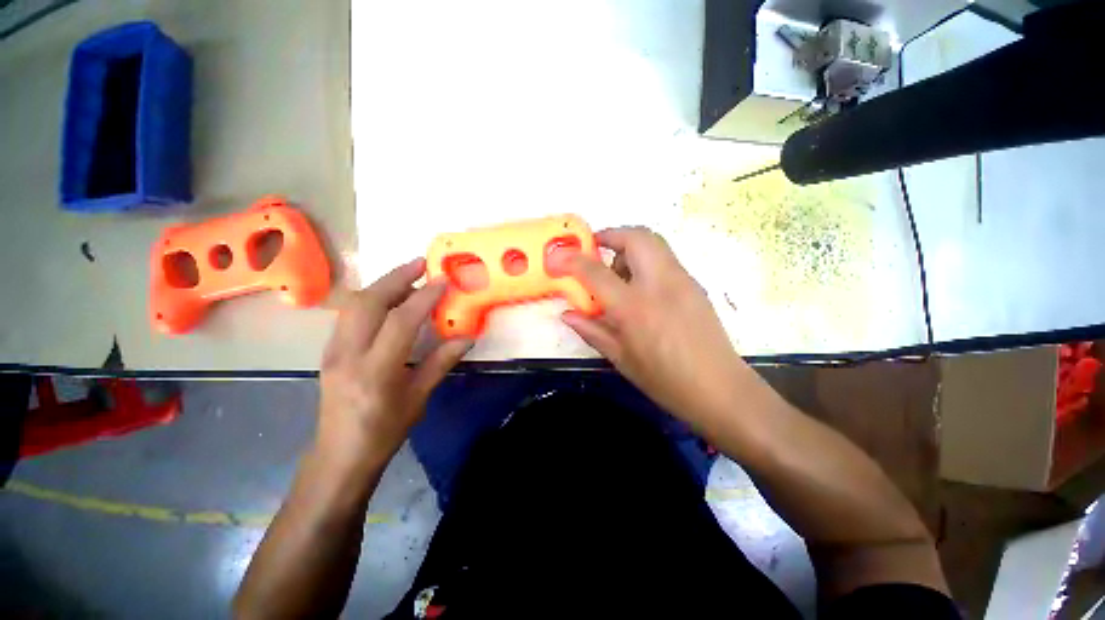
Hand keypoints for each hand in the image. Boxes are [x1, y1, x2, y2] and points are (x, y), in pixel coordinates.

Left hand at [317, 258, 471, 463]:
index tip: (443, 280)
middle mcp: (348, 355)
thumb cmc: (384, 432)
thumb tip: (467, 337)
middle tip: (421, 264)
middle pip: (367, 302)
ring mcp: (332, 350)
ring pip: (353, 304)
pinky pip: (349, 314)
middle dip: (396, 277)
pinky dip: (371, 298)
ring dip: (382, 284)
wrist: (339, 456)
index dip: (424, 297)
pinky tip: (389, 300)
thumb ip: (441, 363)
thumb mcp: (418, 399)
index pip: (400, 322)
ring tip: (409, 276)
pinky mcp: (328, 350)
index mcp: (375, 372)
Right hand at [562, 227, 747, 424]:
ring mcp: (682, 280)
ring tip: (619, 275)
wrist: (720, 389)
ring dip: (629, 247)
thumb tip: (567, 314)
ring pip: (653, 242)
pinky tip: (641, 289)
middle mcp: (659, 284)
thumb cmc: (664, 380)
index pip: (595, 272)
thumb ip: (591, 330)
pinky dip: (646, 260)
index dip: (572, 261)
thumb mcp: (620, 358)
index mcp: (634, 307)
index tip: (558, 257)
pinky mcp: (694, 284)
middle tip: (595, 253)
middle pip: (634, 236)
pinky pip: (664, 258)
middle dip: (610, 235)